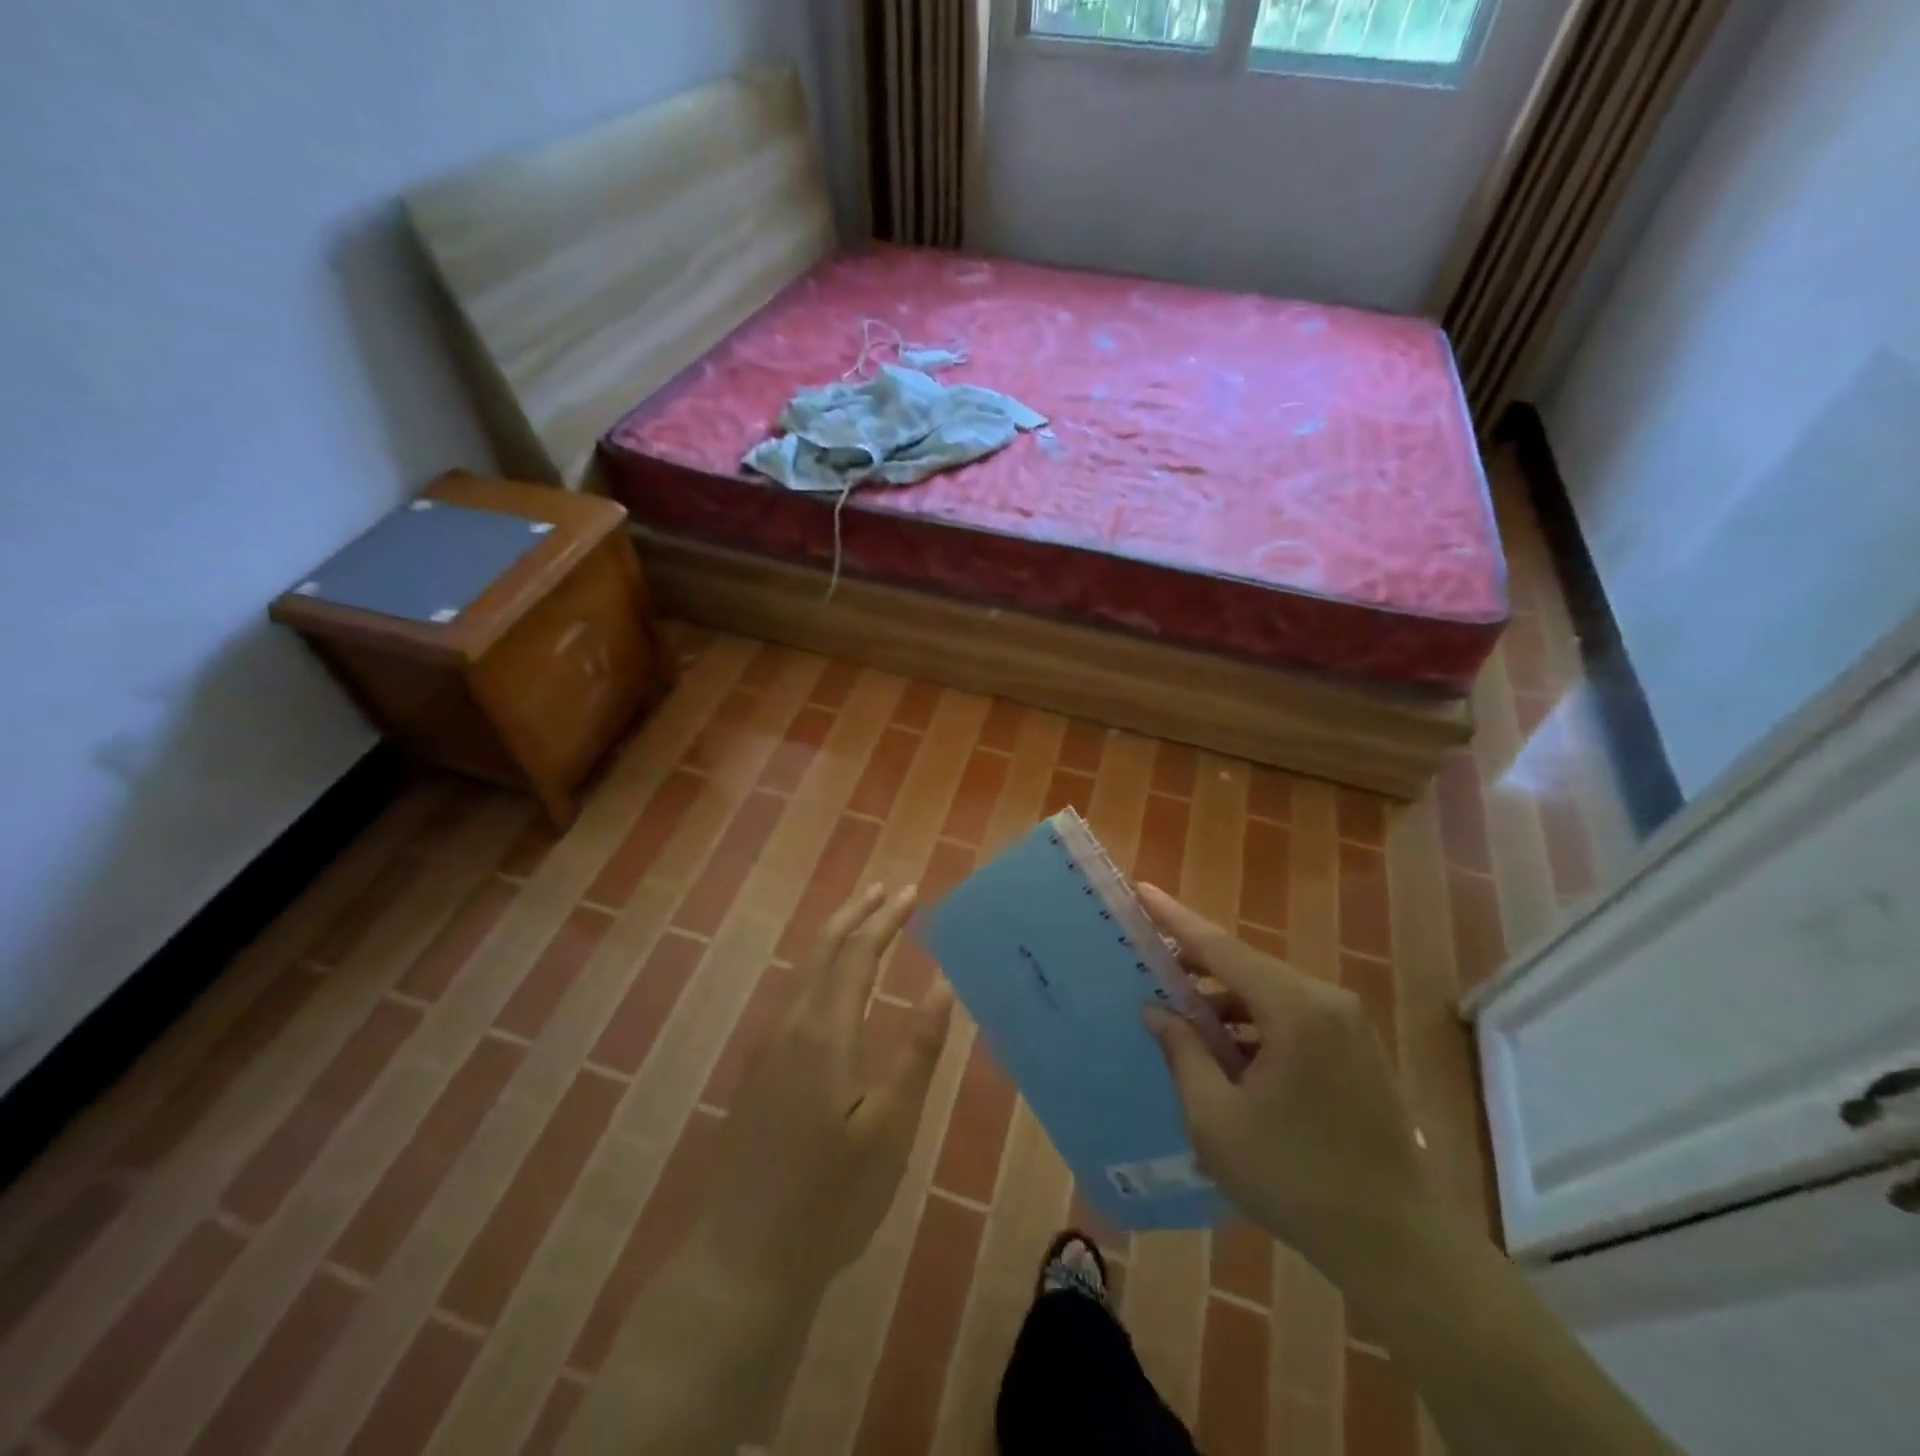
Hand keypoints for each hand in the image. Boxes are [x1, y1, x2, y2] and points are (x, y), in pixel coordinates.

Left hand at [694, 884, 953, 1300]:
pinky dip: (819, 968)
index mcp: (825, 1032)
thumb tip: (942, 985)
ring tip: (861, 919)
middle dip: (857, 915)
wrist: (746, 1257)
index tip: (912, 893)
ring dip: (835, 938)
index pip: (857, 954)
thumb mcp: (890, 1127)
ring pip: (804, 972)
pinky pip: (792, 996)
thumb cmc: (832, 1195)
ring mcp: (768, 1049)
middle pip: (824, 951)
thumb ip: (917, 1051)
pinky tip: (828, 982)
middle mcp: (791, 1026)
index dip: (886, 920)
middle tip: (887, 889)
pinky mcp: (759, 1072)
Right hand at [1137, 884, 1436, 1281]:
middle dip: (1196, 964)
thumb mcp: (1216, 1119)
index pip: (1221, 948)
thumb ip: (1182, 1053)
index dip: (1176, 919)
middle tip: (1150, 964)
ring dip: (1224, 1001)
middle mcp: (1326, 1002)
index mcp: (1295, 1010)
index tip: (1143, 891)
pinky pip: (1292, 1017)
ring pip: (1269, 993)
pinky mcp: (1356, 1050)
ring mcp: (1348, 1025)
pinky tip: (1226, 1051)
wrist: (1396, 1245)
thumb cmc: (1294, 1178)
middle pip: (1247, 967)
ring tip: (1181, 1016)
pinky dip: (1253, 1024)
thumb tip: (1157, 1009)